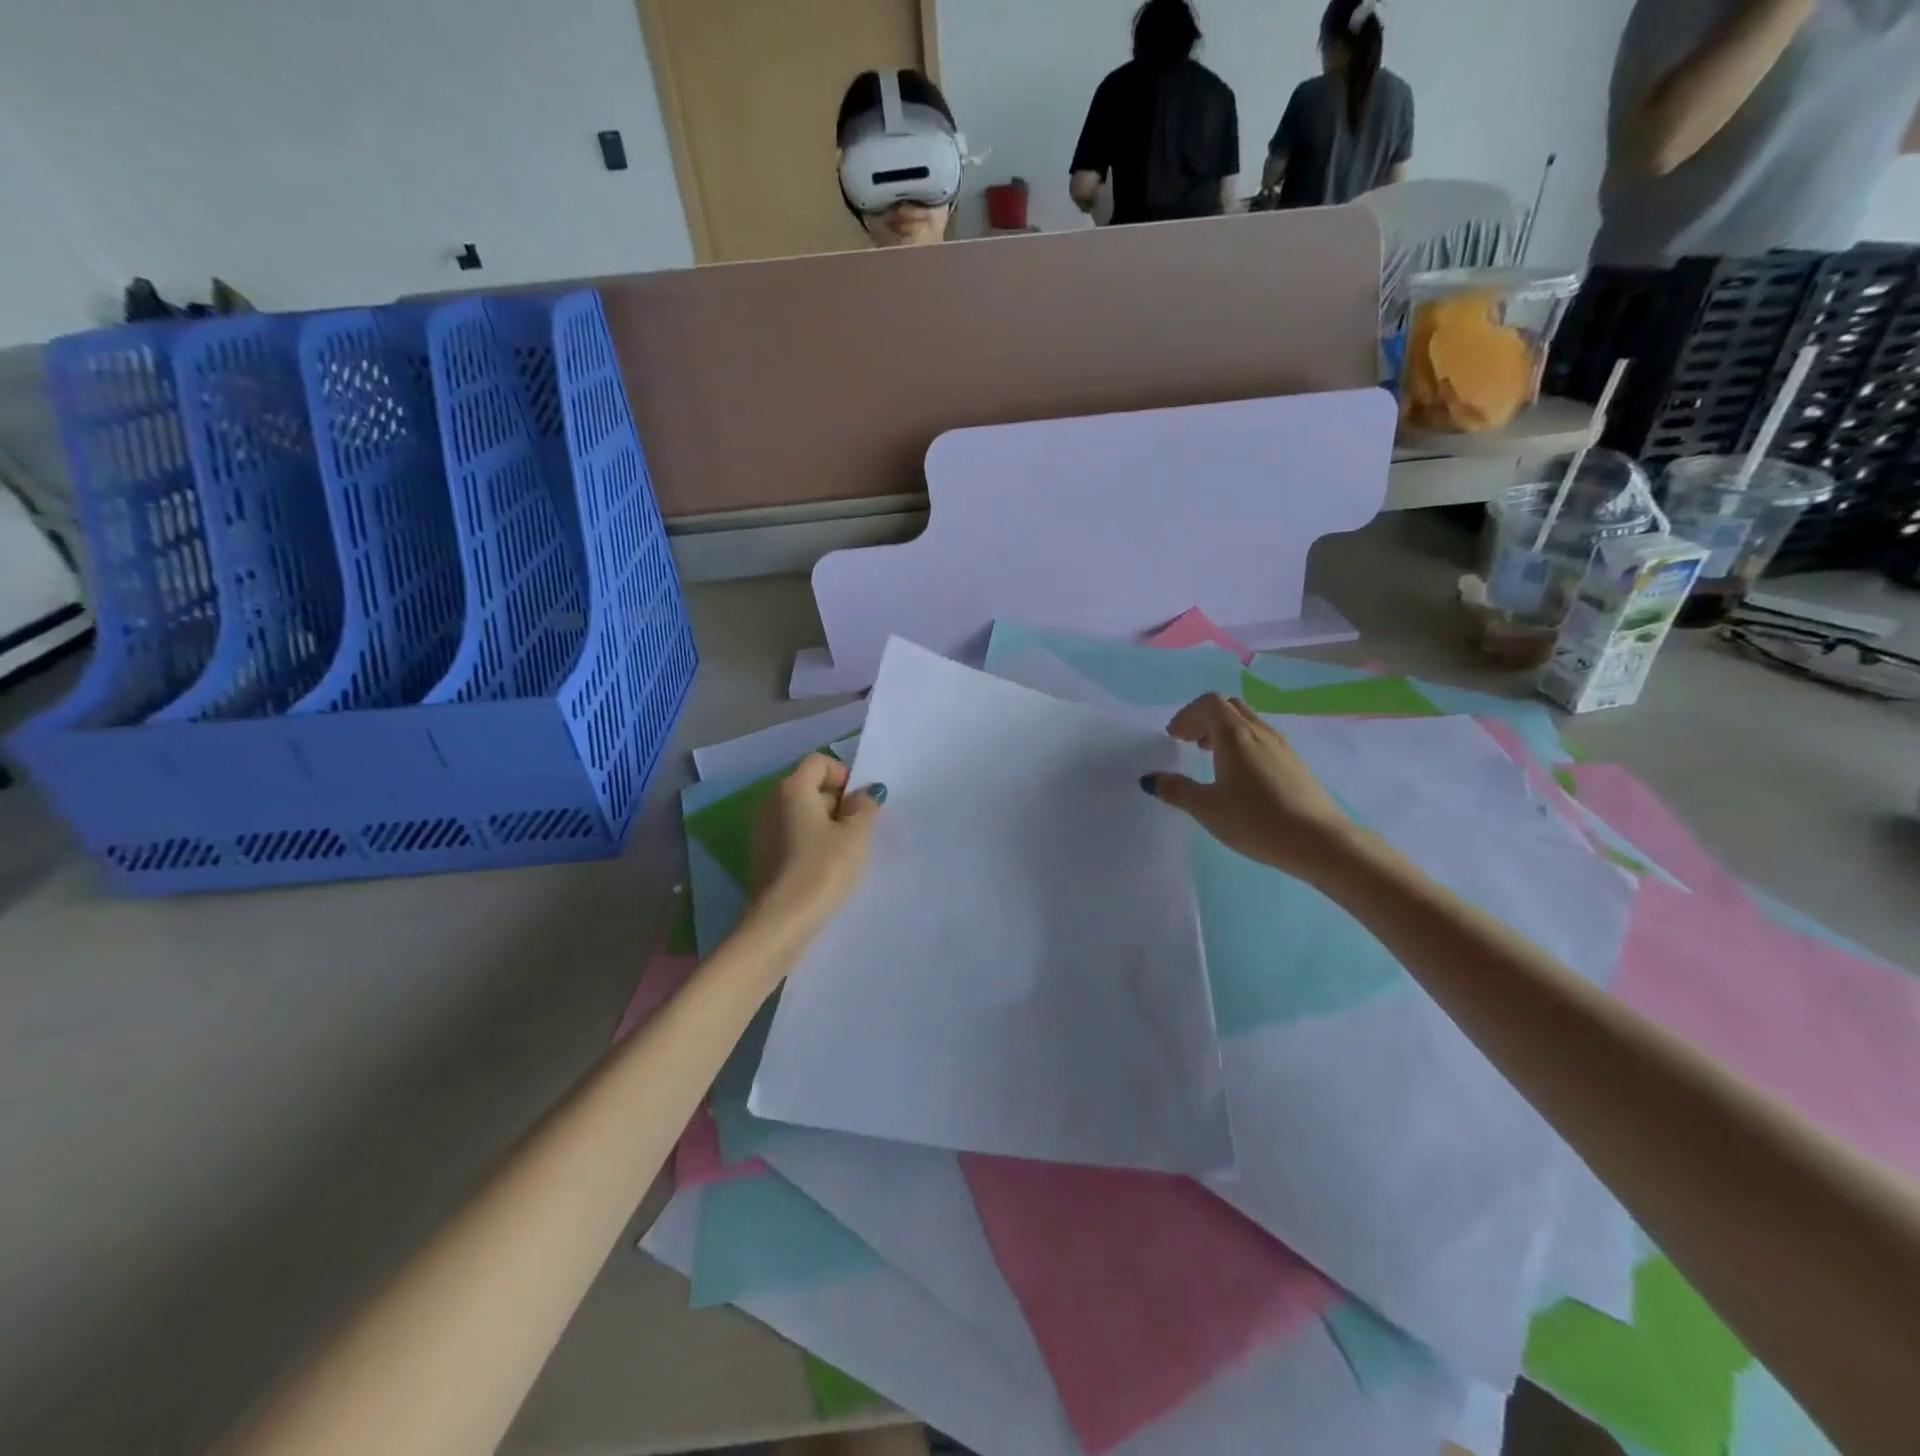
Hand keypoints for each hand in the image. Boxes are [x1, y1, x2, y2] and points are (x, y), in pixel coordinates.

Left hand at [747, 754, 884, 933]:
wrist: (781, 920)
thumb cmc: (823, 869)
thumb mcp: (855, 835)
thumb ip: (864, 807)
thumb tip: (866, 791)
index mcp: (792, 788)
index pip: (819, 762)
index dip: (844, 776)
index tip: (859, 804)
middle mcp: (771, 801)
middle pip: (809, 785)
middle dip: (836, 801)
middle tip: (857, 830)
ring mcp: (762, 828)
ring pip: (800, 812)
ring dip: (824, 823)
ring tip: (843, 851)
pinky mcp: (761, 853)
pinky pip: (790, 833)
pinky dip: (808, 840)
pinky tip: (823, 866)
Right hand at [1144, 694, 1356, 878]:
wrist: (1320, 841)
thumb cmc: (1256, 820)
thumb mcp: (1207, 808)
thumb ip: (1176, 790)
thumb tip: (1150, 779)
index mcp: (1235, 735)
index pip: (1208, 703)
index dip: (1186, 715)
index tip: (1173, 737)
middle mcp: (1259, 731)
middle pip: (1228, 707)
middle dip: (1203, 719)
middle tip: (1187, 742)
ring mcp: (1280, 746)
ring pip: (1246, 722)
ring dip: (1222, 731)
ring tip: (1209, 757)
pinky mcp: (1293, 763)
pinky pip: (1260, 739)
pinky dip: (1241, 744)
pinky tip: (1237, 776)